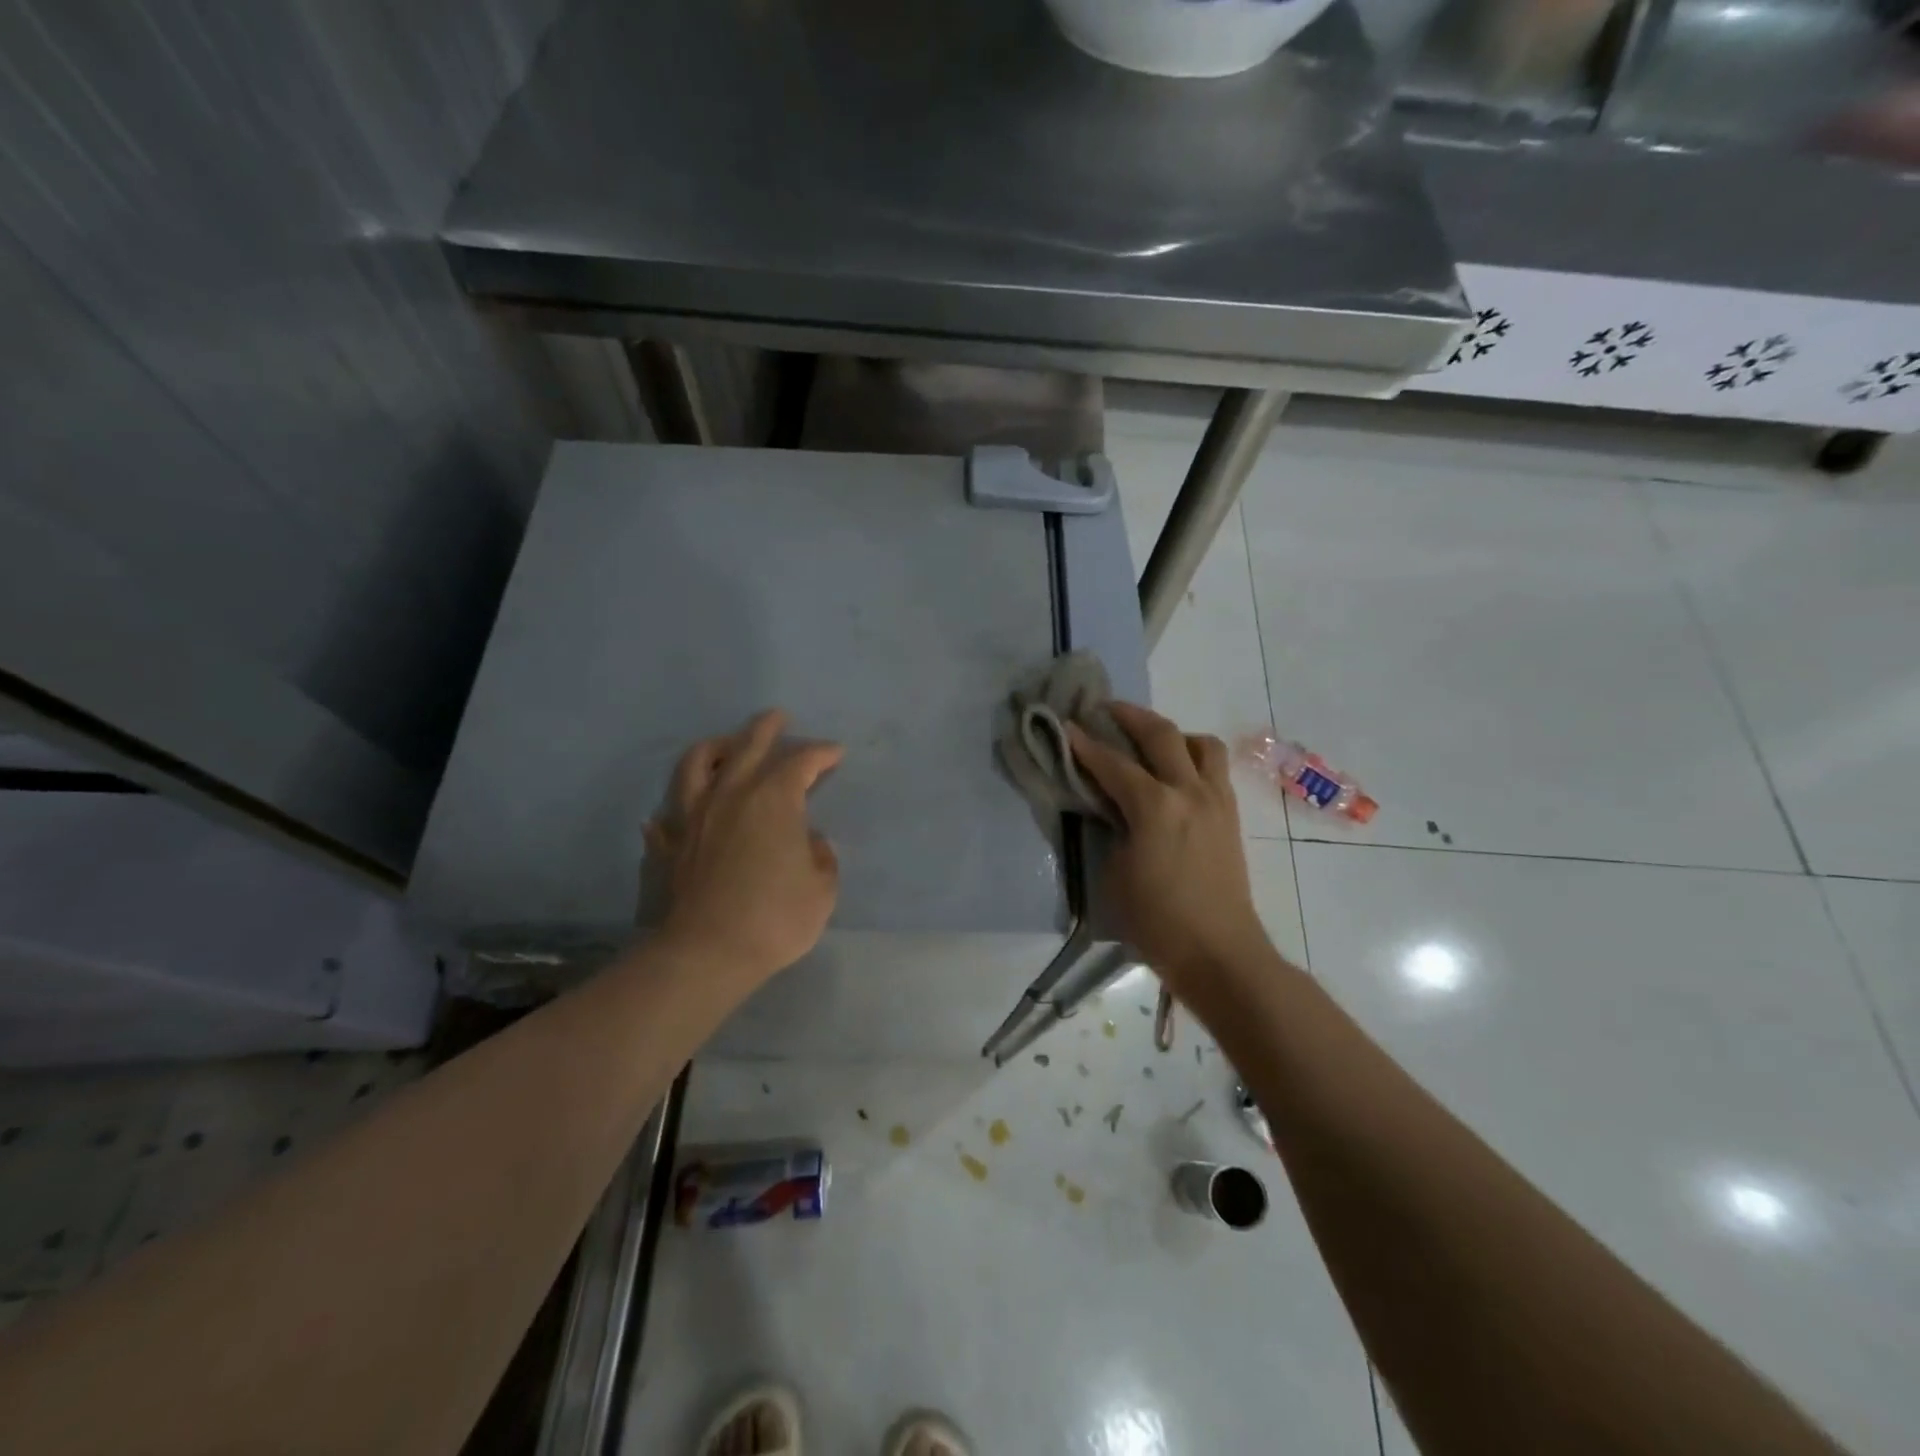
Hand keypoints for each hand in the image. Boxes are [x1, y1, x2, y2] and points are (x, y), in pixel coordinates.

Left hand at [646, 709, 842, 981]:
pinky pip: (667, 817)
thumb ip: (822, 857)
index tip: (835, 753)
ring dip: (715, 747)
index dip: (821, 753)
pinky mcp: (671, 844)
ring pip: (698, 764)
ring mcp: (695, 816)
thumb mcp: (822, 889)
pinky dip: (673, 810)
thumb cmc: (776, 917)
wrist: (708, 952)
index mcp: (774, 799)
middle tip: (778, 717)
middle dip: (767, 728)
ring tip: (725, 744)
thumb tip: (810, 842)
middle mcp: (731, 795)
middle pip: (748, 745)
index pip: (801, 762)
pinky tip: (672, 813)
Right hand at [1068, 703, 1270, 988]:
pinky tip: (1176, 775)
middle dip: (1130, 716)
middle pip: (1162, 734)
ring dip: (1173, 734)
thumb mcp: (1115, 872)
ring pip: (1201, 744)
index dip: (1085, 744)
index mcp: (1155, 806)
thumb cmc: (1156, 920)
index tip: (1066, 726)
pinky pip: (1214, 769)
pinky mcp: (1230, 815)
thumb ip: (1113, 828)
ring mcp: (1216, 800)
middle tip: (1106, 709)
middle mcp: (1189, 791)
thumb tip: (1113, 807)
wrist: (1218, 952)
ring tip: (1152, 744)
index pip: (1113, 763)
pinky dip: (1193, 758)